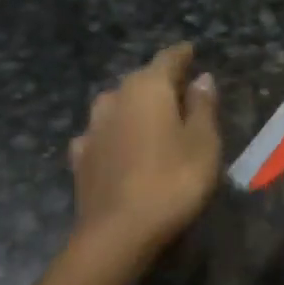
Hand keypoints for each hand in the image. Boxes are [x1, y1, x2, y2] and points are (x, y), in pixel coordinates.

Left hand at [69, 42, 222, 259]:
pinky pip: (101, 136)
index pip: (167, 59)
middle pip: (140, 81)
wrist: (117, 232)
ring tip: (149, 120)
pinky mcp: (80, 157)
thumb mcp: (203, 143)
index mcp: (148, 88)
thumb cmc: (172, 181)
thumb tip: (201, 78)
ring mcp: (92, 128)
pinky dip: (113, 136)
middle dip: (159, 83)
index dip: (182, 55)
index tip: (191, 52)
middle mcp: (114, 98)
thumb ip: (202, 107)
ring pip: (116, 106)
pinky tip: (117, 147)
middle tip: (179, 92)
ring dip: (133, 109)